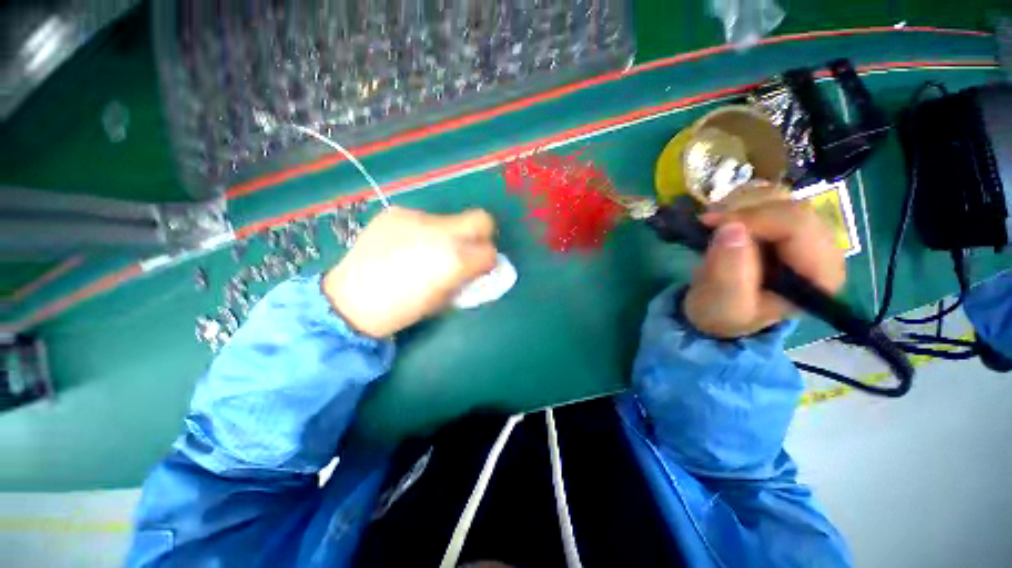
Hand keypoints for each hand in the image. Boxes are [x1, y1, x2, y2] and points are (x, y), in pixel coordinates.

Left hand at [323, 207, 497, 337]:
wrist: (350, 300)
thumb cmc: (402, 309)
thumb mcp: (444, 301)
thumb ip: (467, 279)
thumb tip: (479, 267)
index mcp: (454, 259)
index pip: (490, 251)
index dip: (488, 261)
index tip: (479, 268)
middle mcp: (441, 231)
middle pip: (481, 218)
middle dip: (481, 235)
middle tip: (466, 250)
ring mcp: (417, 217)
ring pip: (451, 219)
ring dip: (449, 234)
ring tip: (427, 251)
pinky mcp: (396, 213)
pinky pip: (423, 219)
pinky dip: (424, 231)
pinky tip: (406, 245)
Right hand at [683, 199, 845, 337]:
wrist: (718, 312)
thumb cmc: (724, 313)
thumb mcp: (723, 303)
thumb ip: (728, 273)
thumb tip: (731, 229)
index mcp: (818, 277)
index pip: (798, 226)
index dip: (755, 219)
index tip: (713, 225)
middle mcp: (823, 252)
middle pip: (792, 208)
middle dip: (746, 213)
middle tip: (709, 224)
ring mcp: (808, 237)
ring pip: (781, 200)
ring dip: (741, 208)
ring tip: (713, 226)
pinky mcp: (790, 228)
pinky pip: (771, 201)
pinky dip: (742, 206)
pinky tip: (724, 223)